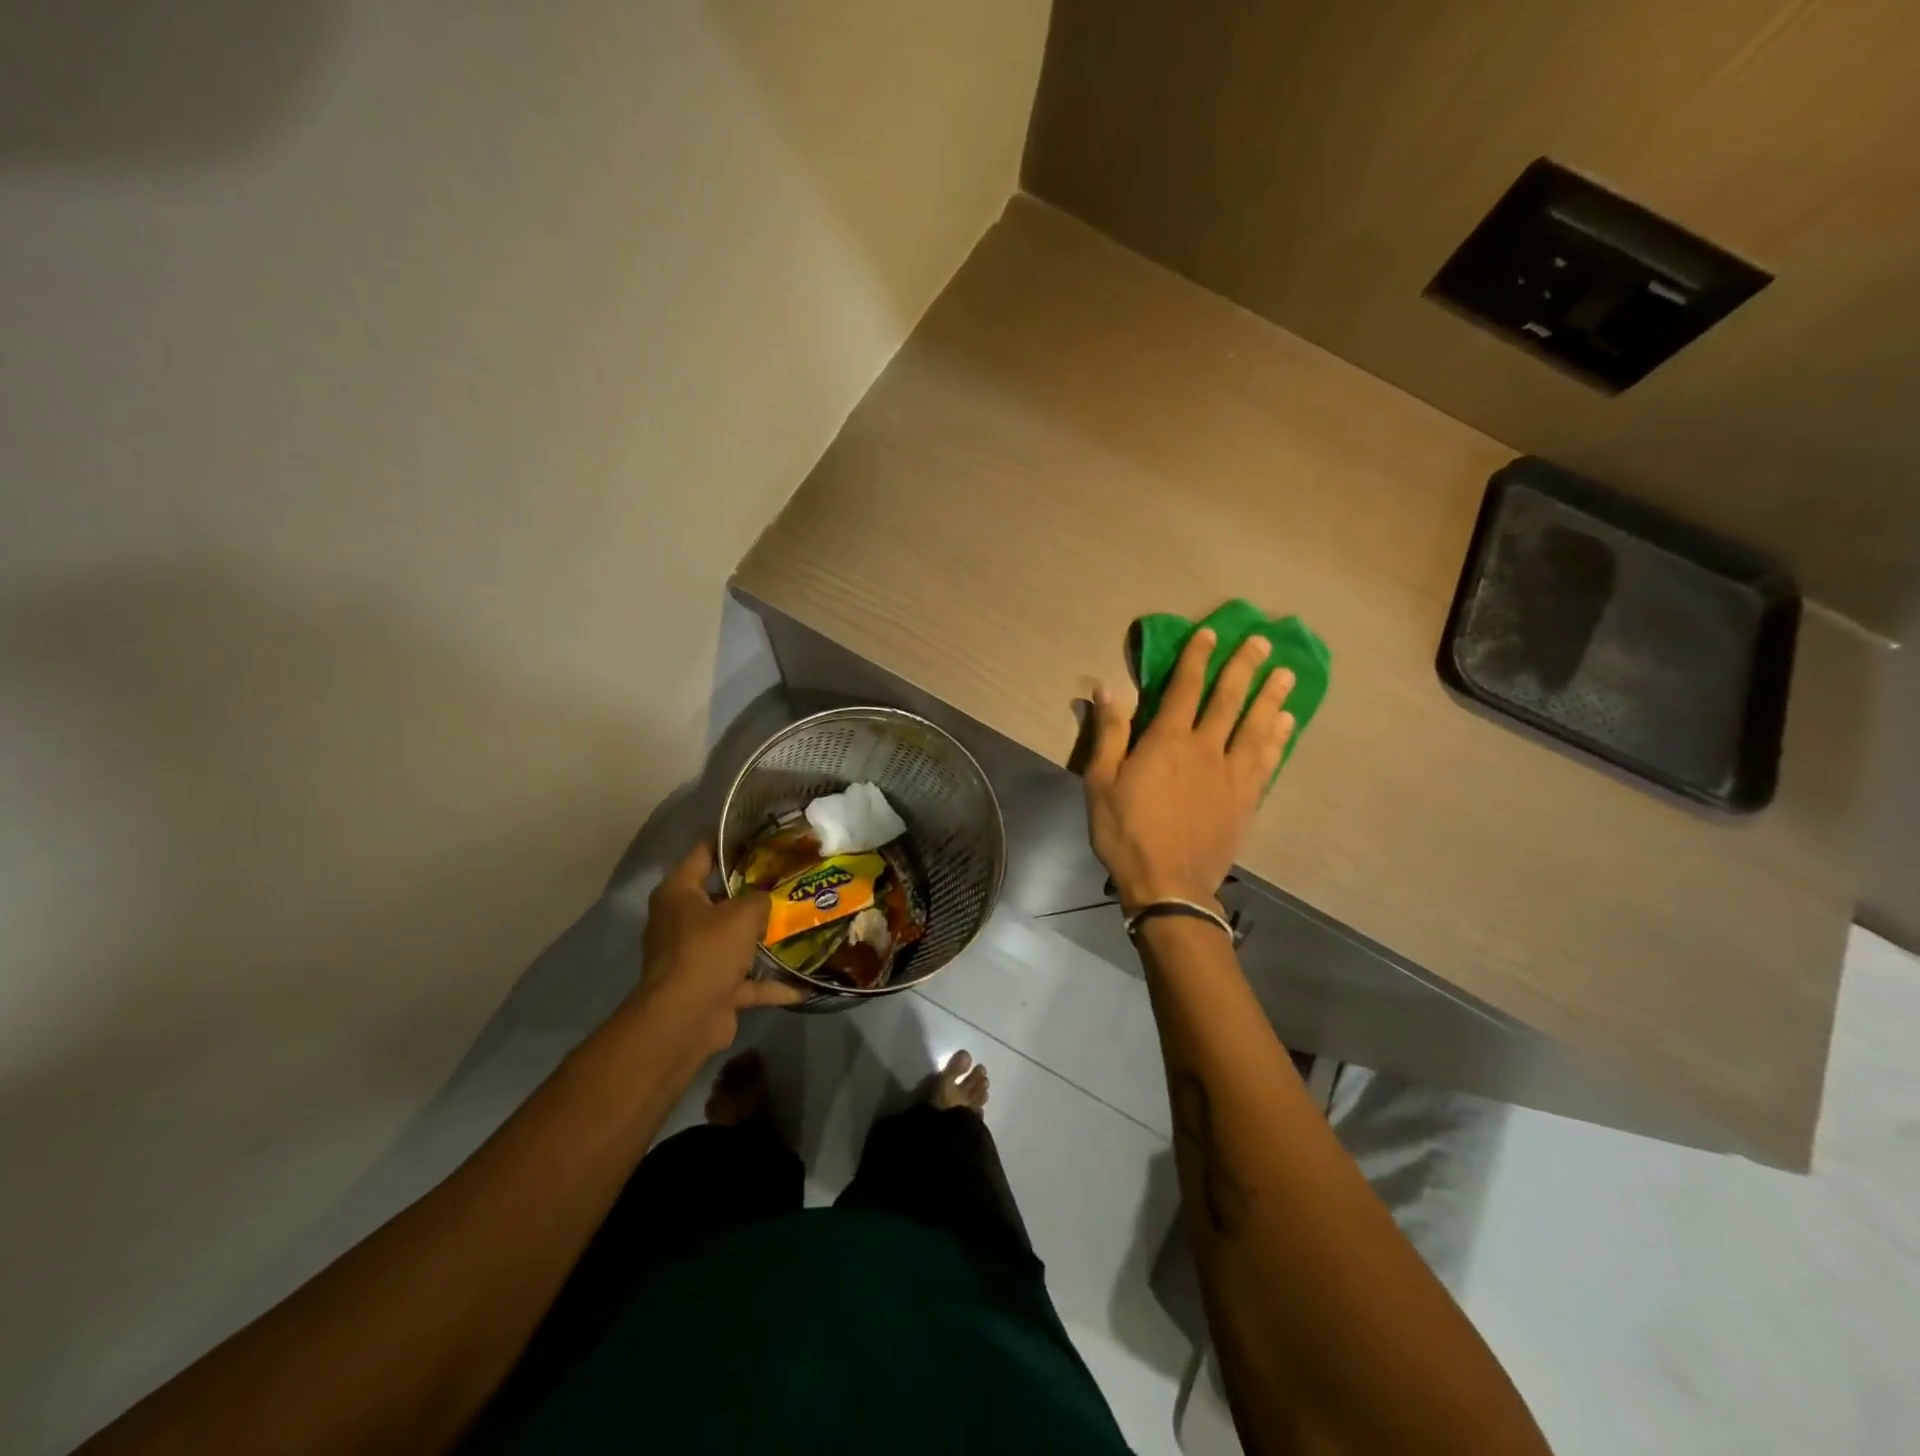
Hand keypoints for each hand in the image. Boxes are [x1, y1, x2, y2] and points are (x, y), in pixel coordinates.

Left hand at [635, 843, 804, 1058]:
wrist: (684, 1020)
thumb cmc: (707, 951)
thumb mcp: (742, 913)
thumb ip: (759, 899)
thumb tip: (765, 900)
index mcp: (678, 894)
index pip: (702, 854)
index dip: (729, 841)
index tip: (761, 833)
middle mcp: (681, 922)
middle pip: (719, 898)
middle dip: (752, 891)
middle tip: (788, 876)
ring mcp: (694, 958)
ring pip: (732, 940)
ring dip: (760, 939)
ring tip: (797, 923)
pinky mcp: (710, 989)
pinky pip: (745, 981)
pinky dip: (770, 984)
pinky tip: (803, 986)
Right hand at [1084, 628, 1295, 914]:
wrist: (1169, 885)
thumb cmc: (1125, 833)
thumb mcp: (1101, 782)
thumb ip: (1109, 734)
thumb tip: (1107, 688)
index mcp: (1167, 742)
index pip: (1185, 688)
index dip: (1197, 658)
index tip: (1210, 633)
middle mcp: (1206, 749)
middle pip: (1229, 700)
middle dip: (1244, 667)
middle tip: (1261, 641)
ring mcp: (1232, 775)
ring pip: (1257, 726)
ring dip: (1271, 697)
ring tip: (1286, 674)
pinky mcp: (1247, 799)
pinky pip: (1267, 760)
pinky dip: (1278, 738)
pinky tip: (1287, 724)